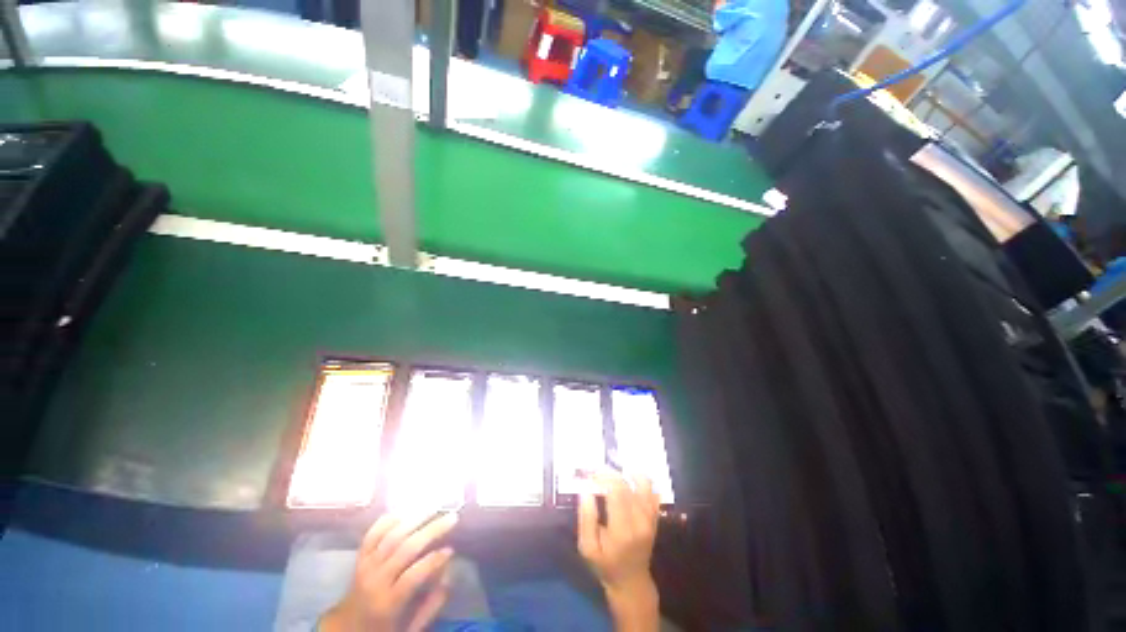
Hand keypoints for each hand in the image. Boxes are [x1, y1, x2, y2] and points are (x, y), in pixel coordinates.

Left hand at [321, 512, 457, 631]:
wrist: (347, 627)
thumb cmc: (385, 627)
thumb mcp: (410, 628)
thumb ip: (431, 604)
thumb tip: (449, 574)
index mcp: (387, 603)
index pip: (412, 577)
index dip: (433, 561)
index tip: (451, 549)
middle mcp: (374, 581)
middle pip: (404, 549)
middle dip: (431, 530)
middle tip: (452, 517)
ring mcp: (365, 566)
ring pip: (391, 536)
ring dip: (415, 519)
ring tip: (435, 507)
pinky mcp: (359, 557)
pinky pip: (372, 533)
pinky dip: (388, 520)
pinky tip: (406, 512)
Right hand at [578, 474, 660, 630]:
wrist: (632, 581)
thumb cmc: (606, 565)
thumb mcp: (587, 548)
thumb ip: (586, 518)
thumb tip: (585, 490)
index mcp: (622, 530)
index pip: (616, 491)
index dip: (603, 477)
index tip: (590, 475)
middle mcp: (640, 520)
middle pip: (627, 484)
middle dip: (610, 473)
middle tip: (597, 472)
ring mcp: (650, 517)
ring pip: (642, 483)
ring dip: (626, 473)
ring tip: (613, 474)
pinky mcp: (655, 516)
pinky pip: (652, 490)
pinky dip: (640, 480)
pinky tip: (628, 479)